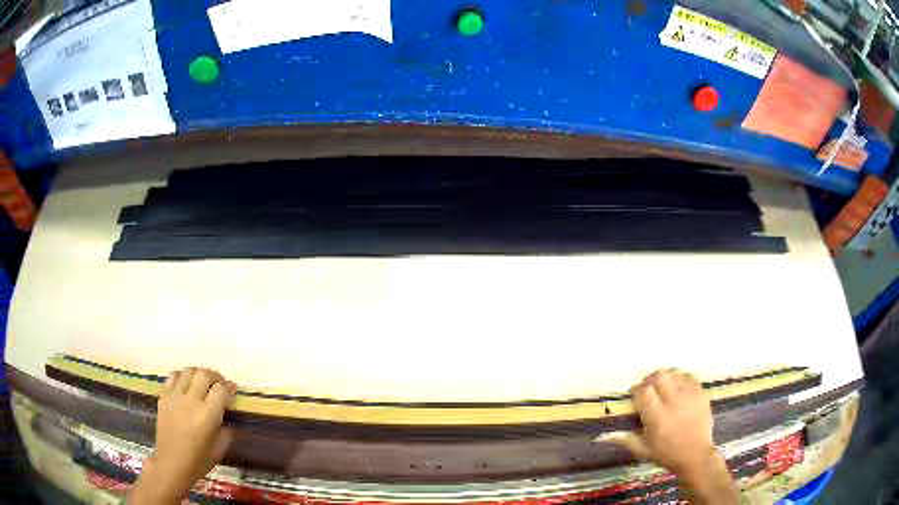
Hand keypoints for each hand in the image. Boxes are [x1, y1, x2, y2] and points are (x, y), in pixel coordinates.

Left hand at [129, 368, 237, 504]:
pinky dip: (182, 375)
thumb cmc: (198, 461)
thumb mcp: (219, 449)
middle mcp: (191, 401)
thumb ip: (226, 431)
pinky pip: (173, 376)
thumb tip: (227, 417)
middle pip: (205, 374)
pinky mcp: (163, 396)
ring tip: (203, 382)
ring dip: (199, 374)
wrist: (171, 463)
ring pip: (188, 371)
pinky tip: (186, 384)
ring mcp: (175, 397)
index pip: (221, 389)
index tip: (233, 390)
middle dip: (216, 377)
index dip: (229, 387)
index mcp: (207, 416)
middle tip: (220, 385)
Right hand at [600, 369, 737, 504]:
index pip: (644, 391)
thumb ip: (625, 439)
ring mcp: (690, 396)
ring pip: (674, 373)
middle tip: (647, 388)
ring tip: (662, 387)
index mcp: (657, 418)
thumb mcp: (643, 450)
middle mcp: (674, 402)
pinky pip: (689, 376)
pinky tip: (678, 388)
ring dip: (665, 378)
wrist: (696, 455)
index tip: (633, 394)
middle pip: (659, 376)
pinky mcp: (701, 393)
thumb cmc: (667, 454)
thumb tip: (605, 434)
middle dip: (650, 379)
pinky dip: (680, 379)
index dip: (636, 389)